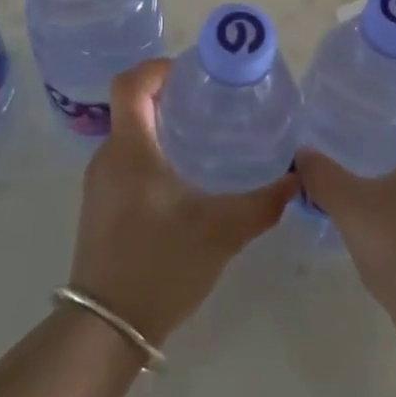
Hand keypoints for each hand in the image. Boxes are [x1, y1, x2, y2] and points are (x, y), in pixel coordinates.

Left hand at [68, 59, 295, 346]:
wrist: (106, 329)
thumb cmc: (160, 266)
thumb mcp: (221, 232)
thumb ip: (262, 203)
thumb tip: (296, 178)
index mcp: (130, 150)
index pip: (130, 84)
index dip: (160, 67)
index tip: (196, 73)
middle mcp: (108, 157)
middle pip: (133, 106)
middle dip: (172, 97)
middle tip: (215, 104)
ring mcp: (100, 184)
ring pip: (131, 135)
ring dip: (164, 127)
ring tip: (207, 139)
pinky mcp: (101, 206)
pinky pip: (127, 161)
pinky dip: (155, 154)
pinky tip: (187, 179)